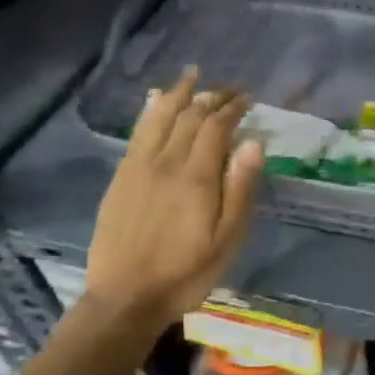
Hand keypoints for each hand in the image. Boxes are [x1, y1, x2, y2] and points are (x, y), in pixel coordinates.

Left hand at [85, 70, 263, 329]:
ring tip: (192, 76)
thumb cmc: (187, 272)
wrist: (125, 298)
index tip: (248, 97)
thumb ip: (240, 189)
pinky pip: (137, 133)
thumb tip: (253, 143)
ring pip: (159, 118)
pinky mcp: (121, 178)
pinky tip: (155, 101)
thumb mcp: (227, 238)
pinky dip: (149, 112)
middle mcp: (166, 163)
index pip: (216, 127)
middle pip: (189, 117)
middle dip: (211, 97)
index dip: (233, 108)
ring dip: (179, 94)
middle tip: (230, 89)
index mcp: (196, 177)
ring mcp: (138, 168)